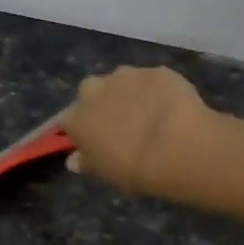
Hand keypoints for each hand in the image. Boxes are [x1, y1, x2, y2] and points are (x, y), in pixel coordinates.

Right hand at [59, 65, 213, 198]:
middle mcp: (95, 89)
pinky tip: (171, 109)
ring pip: (122, 82)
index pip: (67, 121)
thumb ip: (87, 162)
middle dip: (101, 103)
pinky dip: (157, 92)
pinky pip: (153, 81)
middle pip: (91, 92)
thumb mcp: (104, 173)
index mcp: (76, 117)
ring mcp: (127, 76)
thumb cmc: (132, 169)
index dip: (80, 130)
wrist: (176, 148)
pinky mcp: (157, 71)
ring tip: (148, 116)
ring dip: (129, 94)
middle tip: (119, 124)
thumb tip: (74, 159)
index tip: (91, 141)